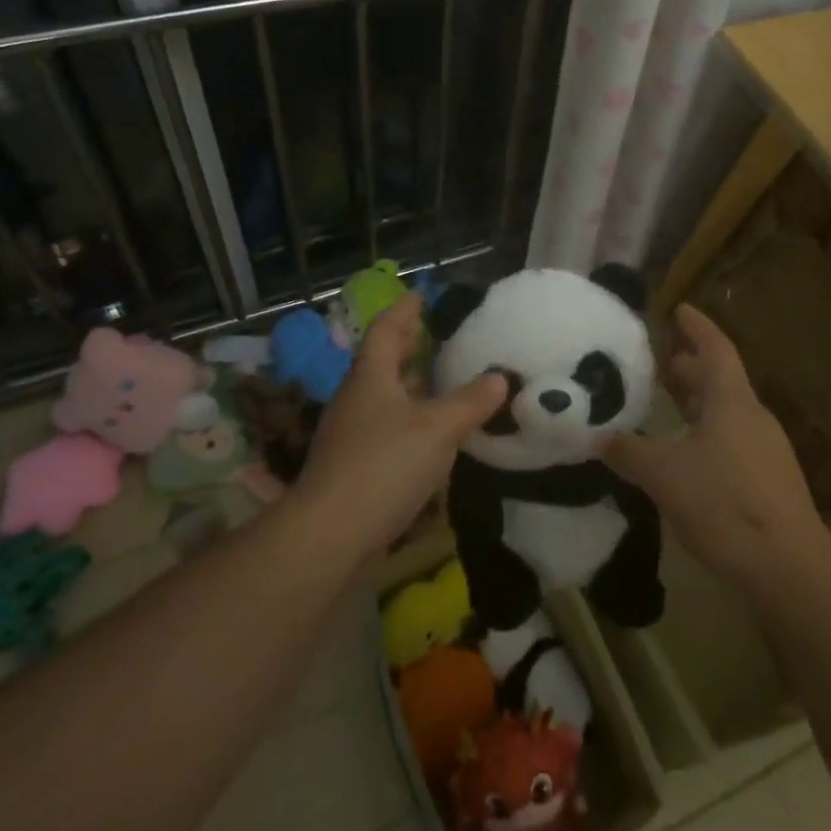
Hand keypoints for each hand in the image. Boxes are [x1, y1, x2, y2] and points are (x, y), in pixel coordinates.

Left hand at [296, 293, 507, 557]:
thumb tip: (500, 377)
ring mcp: (350, 433)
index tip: (421, 296)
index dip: (404, 311)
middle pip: (381, 361)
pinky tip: (429, 433)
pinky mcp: (352, 466)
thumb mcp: (437, 428)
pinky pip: (385, 426)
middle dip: (407, 346)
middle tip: (435, 334)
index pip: (385, 330)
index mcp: (371, 377)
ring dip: (409, 384)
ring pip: (383, 395)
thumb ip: (471, 402)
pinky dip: (408, 418)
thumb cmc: (384, 465)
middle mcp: (356, 398)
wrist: (329, 534)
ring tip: (440, 380)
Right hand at [601, 304, 830, 590]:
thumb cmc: (725, 503)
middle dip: (689, 366)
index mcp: (731, 400)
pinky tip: (685, 452)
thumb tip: (597, 437)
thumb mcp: (664, 474)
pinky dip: (705, 430)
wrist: (789, 566)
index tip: (679, 308)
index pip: (715, 347)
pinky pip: (731, 438)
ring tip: (666, 400)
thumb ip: (628, 451)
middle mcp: (752, 415)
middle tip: (658, 360)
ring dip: (696, 400)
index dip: (697, 326)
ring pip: (725, 410)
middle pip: (719, 378)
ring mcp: (765, 448)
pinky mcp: (769, 479)